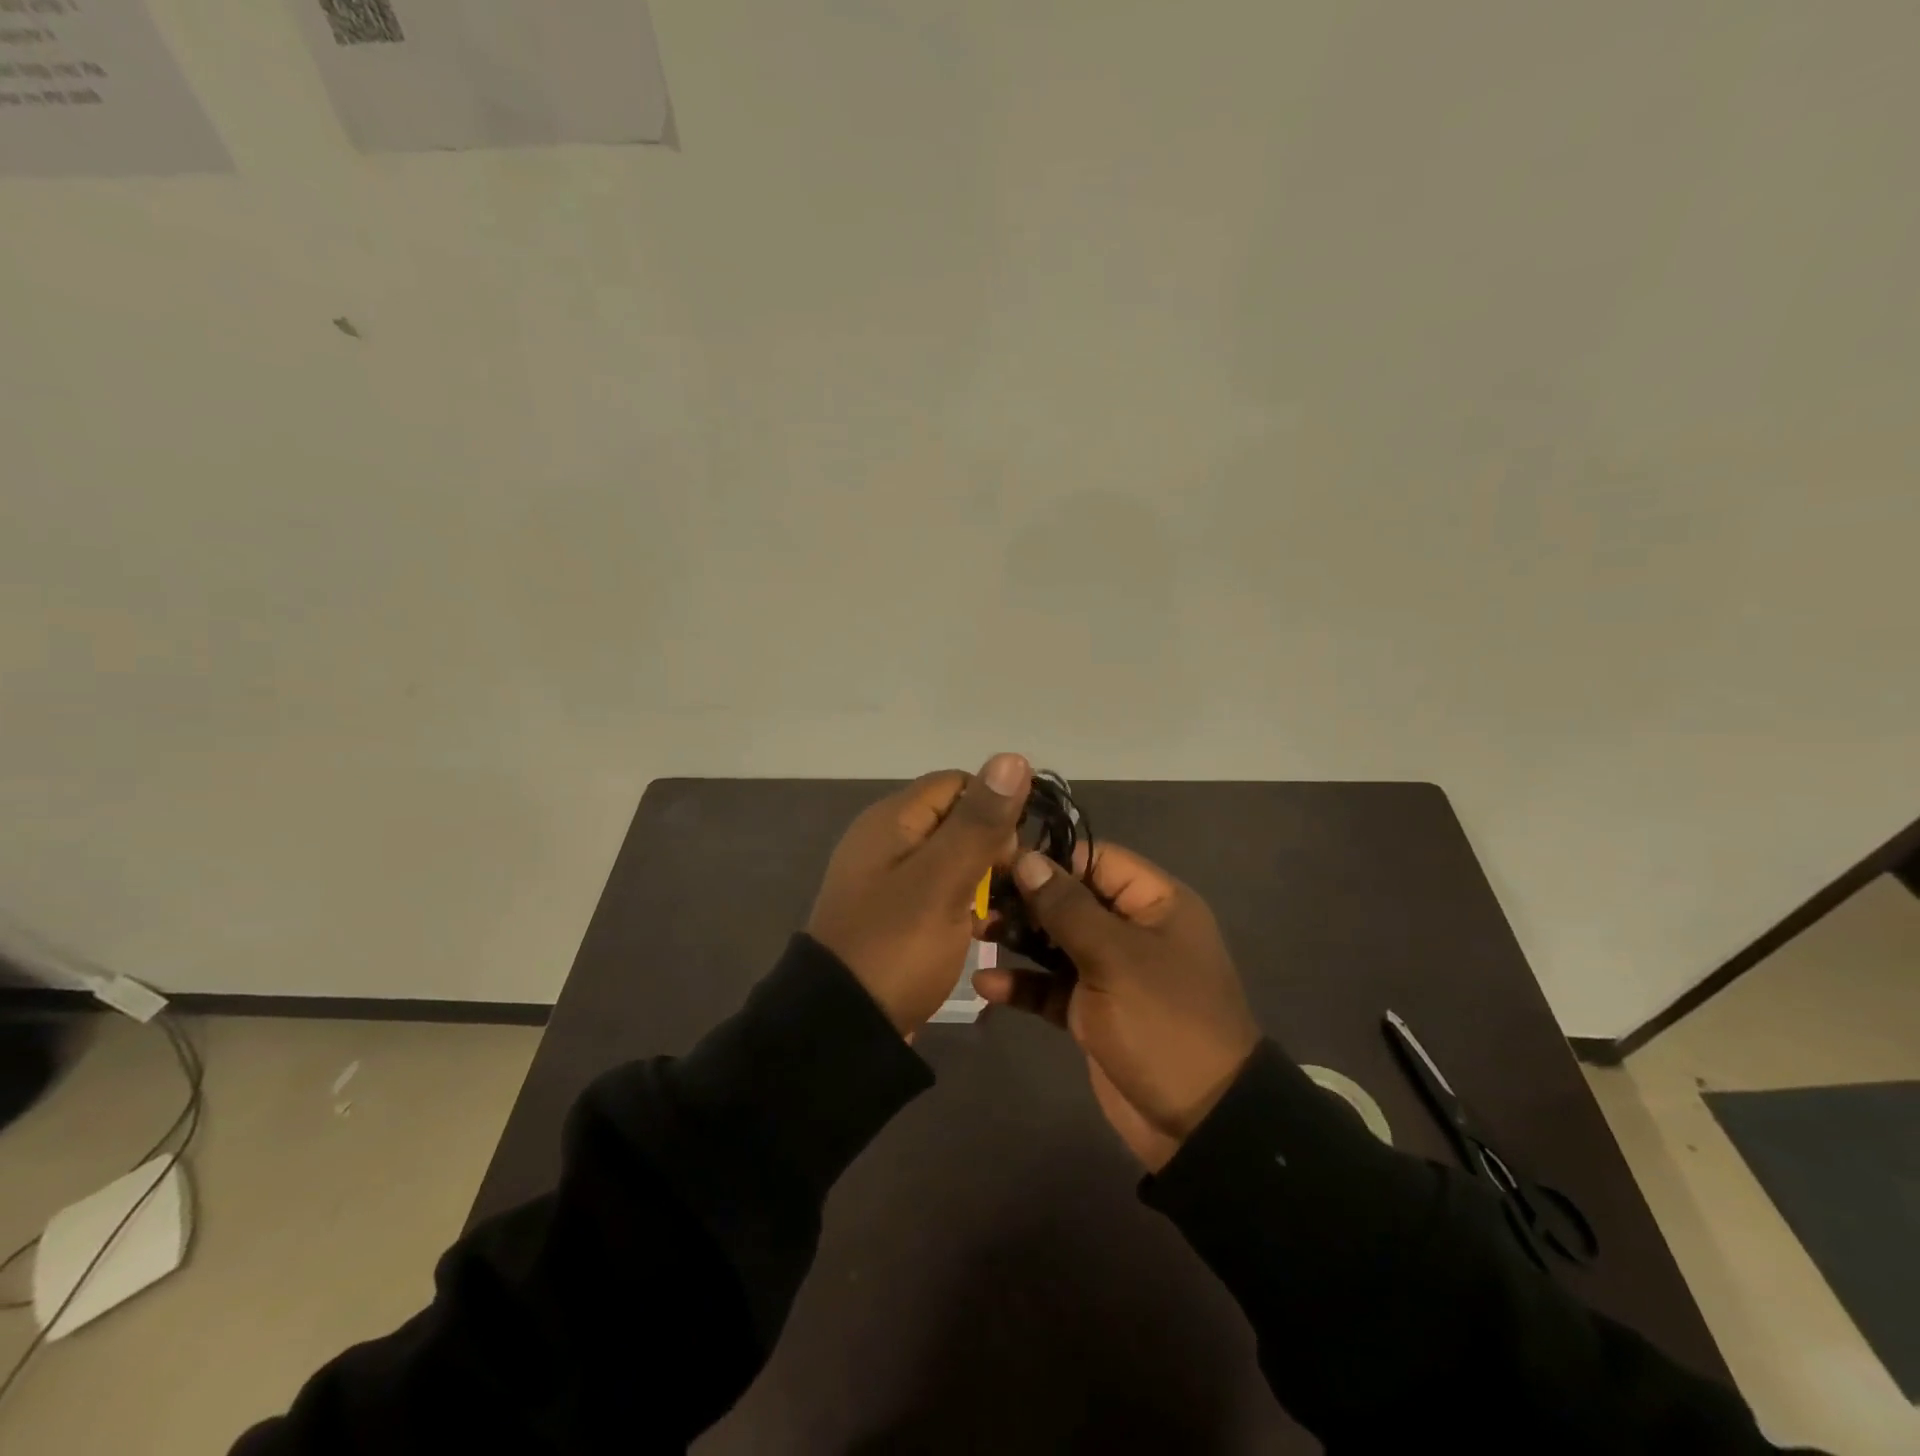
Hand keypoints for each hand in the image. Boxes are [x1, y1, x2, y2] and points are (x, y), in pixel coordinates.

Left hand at [808, 753, 1030, 1035]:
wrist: (841, 1027)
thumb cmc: (896, 946)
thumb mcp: (943, 880)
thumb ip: (979, 822)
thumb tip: (1012, 757)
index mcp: (892, 820)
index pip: (958, 784)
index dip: (994, 809)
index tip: (1012, 854)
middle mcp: (886, 840)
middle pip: (955, 820)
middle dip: (991, 848)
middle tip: (1009, 891)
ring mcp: (887, 880)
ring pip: (951, 859)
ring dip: (981, 880)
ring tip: (1003, 915)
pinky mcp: (893, 914)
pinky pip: (938, 892)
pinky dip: (962, 905)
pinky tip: (981, 932)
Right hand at [973, 843, 1258, 1170]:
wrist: (1199, 1122)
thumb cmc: (1163, 1021)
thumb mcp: (1115, 957)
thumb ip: (1067, 907)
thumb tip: (1027, 858)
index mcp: (1155, 903)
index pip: (1097, 860)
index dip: (1052, 858)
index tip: (1002, 860)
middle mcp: (1132, 930)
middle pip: (1072, 900)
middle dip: (1027, 900)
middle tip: (980, 901)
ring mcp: (1111, 972)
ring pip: (1057, 942)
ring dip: (1019, 939)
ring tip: (976, 933)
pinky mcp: (1092, 1011)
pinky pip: (1052, 987)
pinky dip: (1024, 985)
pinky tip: (986, 984)